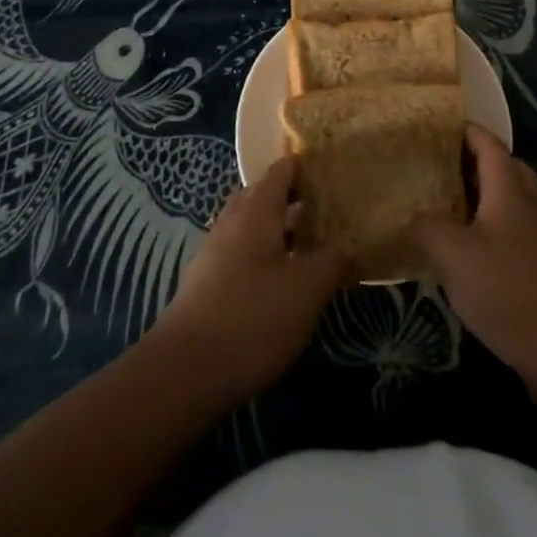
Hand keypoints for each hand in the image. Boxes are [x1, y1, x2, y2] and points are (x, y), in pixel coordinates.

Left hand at [151, 157, 348, 404]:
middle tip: (323, 205)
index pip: (281, 171)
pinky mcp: (205, 283)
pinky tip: (278, 279)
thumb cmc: (253, 317)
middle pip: (261, 195)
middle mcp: (232, 221)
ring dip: (275, 227)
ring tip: (307, 242)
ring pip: (249, 225)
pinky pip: (238, 252)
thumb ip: (333, 262)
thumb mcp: (307, 289)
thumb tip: (351, 248)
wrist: (185, 370)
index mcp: (256, 210)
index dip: (304, 165)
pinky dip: (261, 253)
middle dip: (290, 195)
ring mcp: (213, 252)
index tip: (330, 167)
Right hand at [409, 125, 536, 389]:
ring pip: (509, 201)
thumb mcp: (452, 253)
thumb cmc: (506, 288)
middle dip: (472, 162)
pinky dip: (490, 227)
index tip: (434, 127)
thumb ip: (425, 226)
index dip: (463, 130)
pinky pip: (513, 231)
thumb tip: (411, 218)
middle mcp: (530, 203)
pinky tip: (467, 252)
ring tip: (446, 206)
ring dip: (481, 197)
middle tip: (437, 167)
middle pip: (503, 168)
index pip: (488, 143)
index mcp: (510, 188)